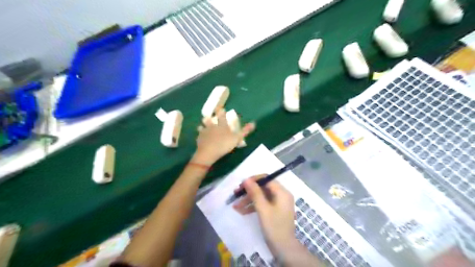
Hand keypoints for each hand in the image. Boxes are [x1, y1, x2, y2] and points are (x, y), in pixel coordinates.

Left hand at [191, 109, 254, 164]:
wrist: (208, 152)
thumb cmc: (224, 144)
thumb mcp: (237, 138)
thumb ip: (245, 131)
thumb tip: (253, 123)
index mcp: (221, 125)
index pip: (221, 115)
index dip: (221, 111)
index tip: (221, 108)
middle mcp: (212, 126)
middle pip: (209, 119)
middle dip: (209, 117)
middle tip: (209, 116)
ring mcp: (204, 132)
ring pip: (202, 126)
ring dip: (203, 125)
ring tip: (202, 125)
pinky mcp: (199, 138)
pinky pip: (199, 134)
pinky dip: (200, 134)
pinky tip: (200, 136)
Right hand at [233, 176, 295, 253]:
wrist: (284, 249)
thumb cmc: (274, 227)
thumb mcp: (263, 209)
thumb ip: (255, 193)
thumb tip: (246, 179)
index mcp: (282, 192)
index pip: (266, 179)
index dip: (253, 180)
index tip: (241, 185)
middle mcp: (281, 195)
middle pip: (263, 188)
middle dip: (249, 191)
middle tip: (236, 194)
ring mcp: (278, 203)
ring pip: (261, 197)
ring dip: (248, 200)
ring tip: (235, 206)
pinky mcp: (274, 211)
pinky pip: (263, 204)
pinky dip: (253, 207)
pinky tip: (242, 211)